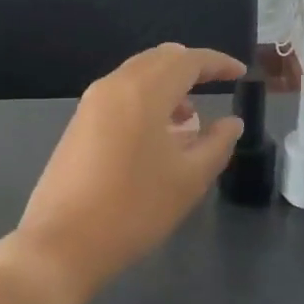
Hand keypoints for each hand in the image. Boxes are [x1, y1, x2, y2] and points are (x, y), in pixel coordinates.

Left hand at [12, 43, 247, 301]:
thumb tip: (231, 122)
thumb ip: (217, 144)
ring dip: (167, 86)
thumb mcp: (189, 179)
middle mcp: (113, 86)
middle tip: (216, 87)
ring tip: (189, 120)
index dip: (218, 63)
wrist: (62, 243)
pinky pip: (120, 95)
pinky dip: (145, 101)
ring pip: (137, 76)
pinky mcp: (78, 124)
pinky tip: (157, 136)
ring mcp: (90, 104)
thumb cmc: (134, 209)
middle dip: (191, 68)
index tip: (241, 74)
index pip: (188, 60)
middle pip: (159, 59)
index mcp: (143, 91)